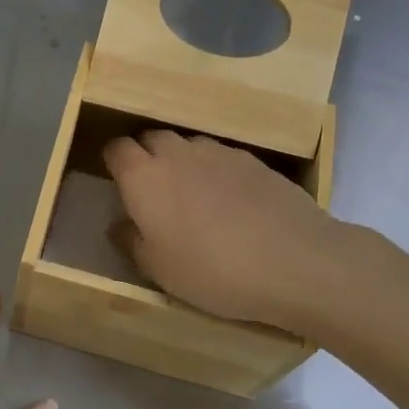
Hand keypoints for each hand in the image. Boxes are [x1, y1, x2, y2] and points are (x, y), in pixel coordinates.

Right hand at [103, 130, 344, 328]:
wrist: (295, 261)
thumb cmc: (213, 270)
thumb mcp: (159, 270)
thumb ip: (132, 242)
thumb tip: (120, 224)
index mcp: (144, 177)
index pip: (116, 149)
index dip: (113, 162)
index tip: (117, 183)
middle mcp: (177, 153)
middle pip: (151, 138)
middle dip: (145, 156)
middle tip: (152, 191)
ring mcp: (218, 152)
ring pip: (188, 145)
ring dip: (181, 161)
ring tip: (193, 195)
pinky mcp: (254, 160)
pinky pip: (221, 157)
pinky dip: (215, 171)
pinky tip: (230, 201)